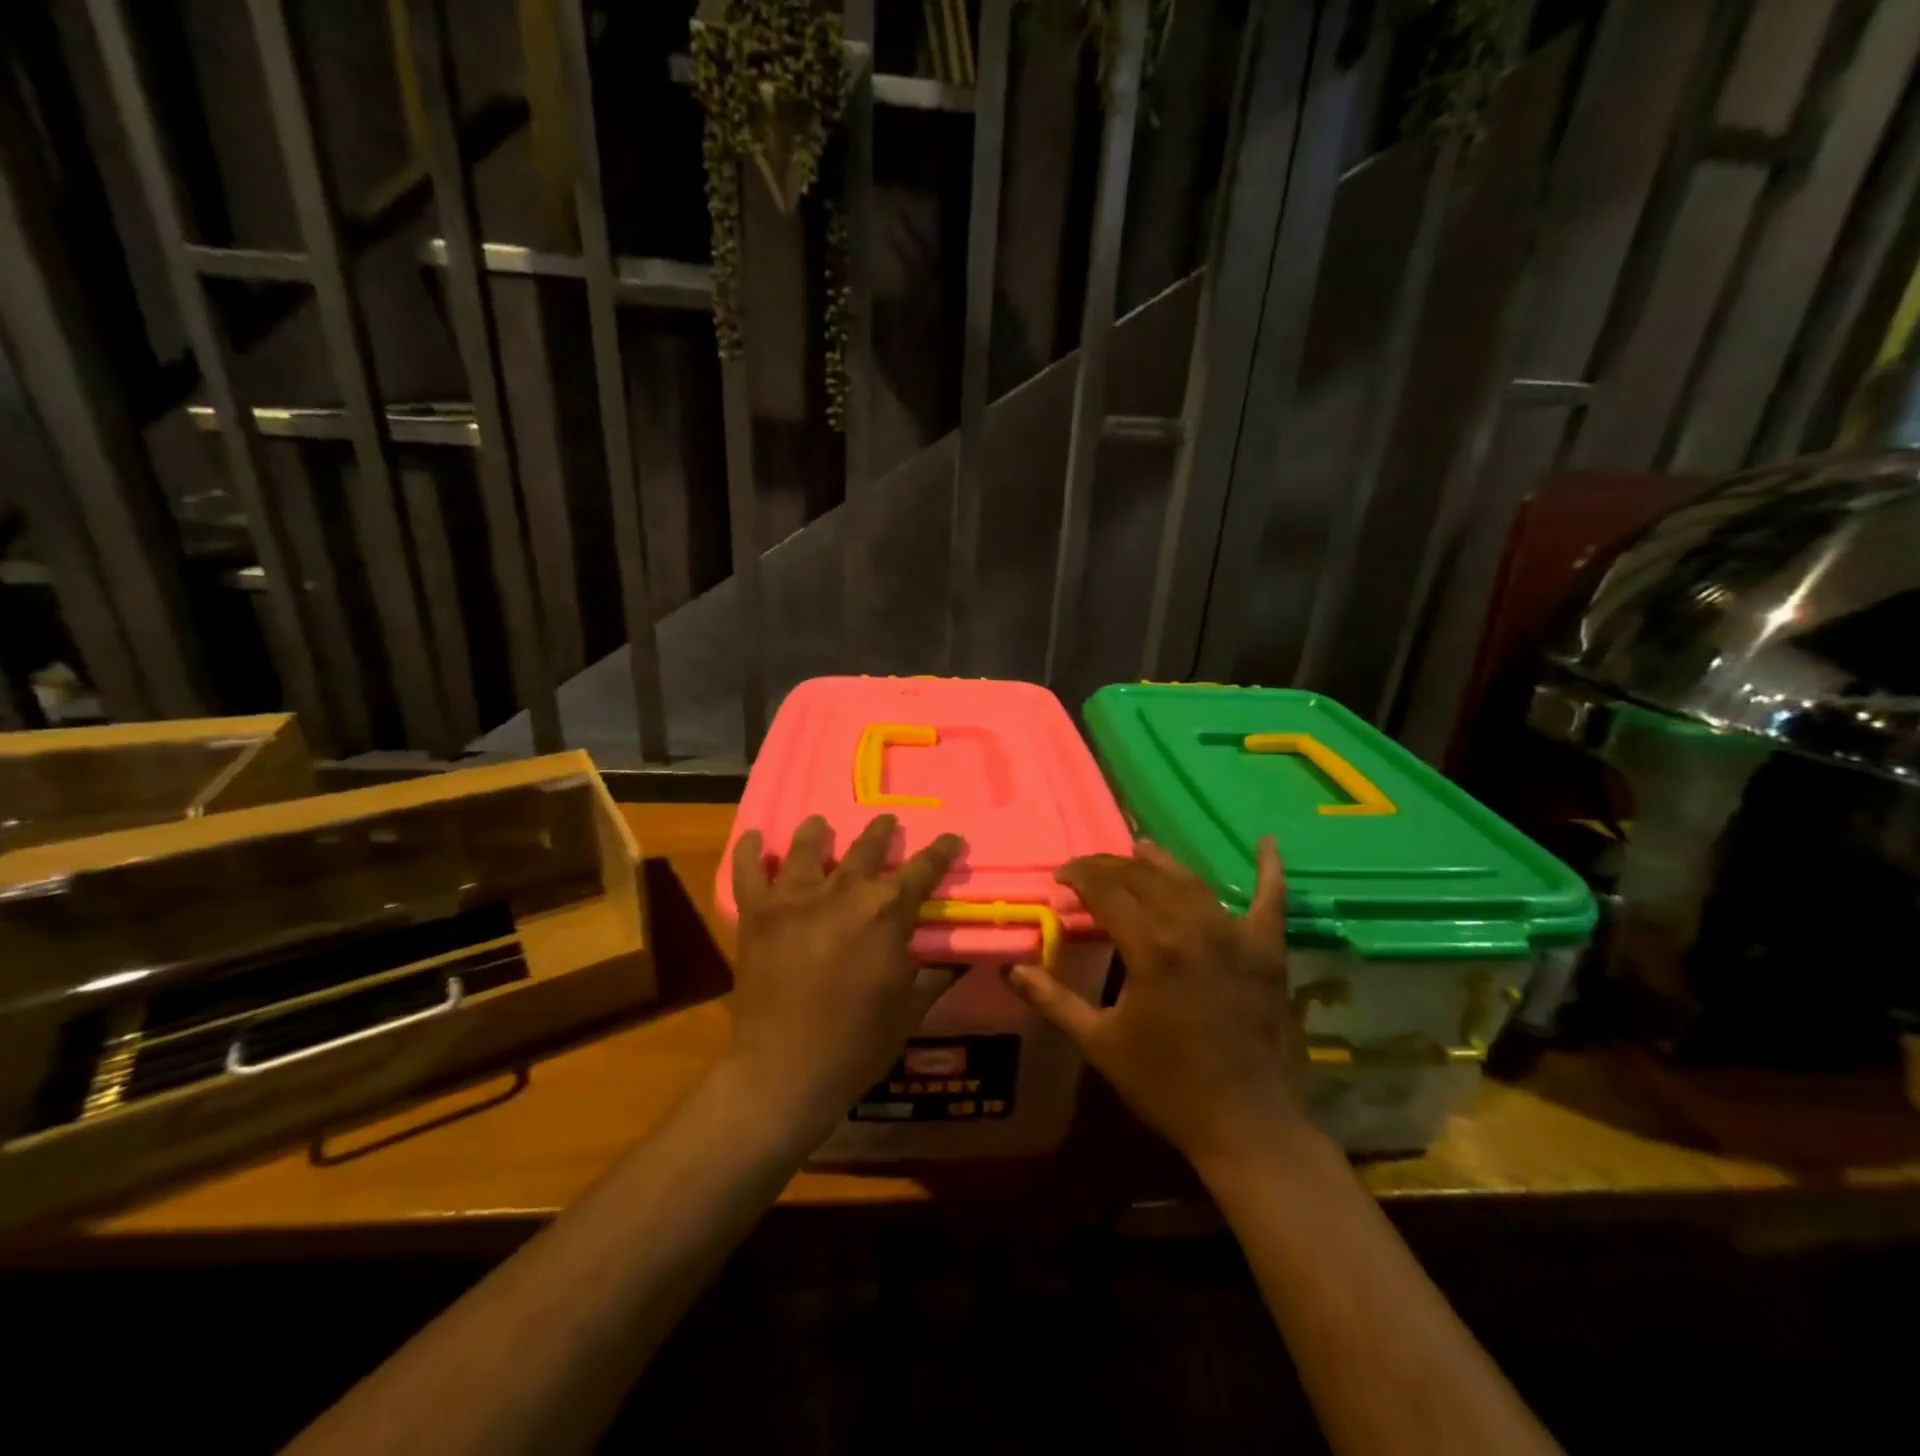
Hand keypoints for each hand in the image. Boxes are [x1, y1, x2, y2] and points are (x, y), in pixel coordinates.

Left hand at [726, 813, 964, 1145]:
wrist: (786, 1070)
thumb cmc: (858, 1042)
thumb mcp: (910, 1009)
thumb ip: (932, 975)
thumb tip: (953, 959)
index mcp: (887, 911)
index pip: (924, 869)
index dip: (941, 851)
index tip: (952, 837)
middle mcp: (843, 891)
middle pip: (867, 846)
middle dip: (881, 832)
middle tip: (886, 822)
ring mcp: (795, 897)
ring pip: (807, 846)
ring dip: (816, 832)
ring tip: (820, 824)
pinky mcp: (757, 913)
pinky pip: (748, 871)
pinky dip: (749, 851)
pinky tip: (753, 838)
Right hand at [1007, 837, 1310, 1172]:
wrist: (1247, 1125)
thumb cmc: (1166, 1085)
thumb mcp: (1099, 1043)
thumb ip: (1053, 1000)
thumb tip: (1011, 969)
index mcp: (1149, 946)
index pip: (1106, 890)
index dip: (1079, 875)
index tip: (1061, 876)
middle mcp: (1192, 926)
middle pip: (1144, 877)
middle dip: (1111, 866)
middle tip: (1088, 870)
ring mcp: (1235, 934)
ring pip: (1191, 880)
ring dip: (1161, 862)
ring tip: (1139, 849)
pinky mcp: (1267, 950)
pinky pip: (1271, 899)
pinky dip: (1269, 870)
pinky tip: (1267, 842)